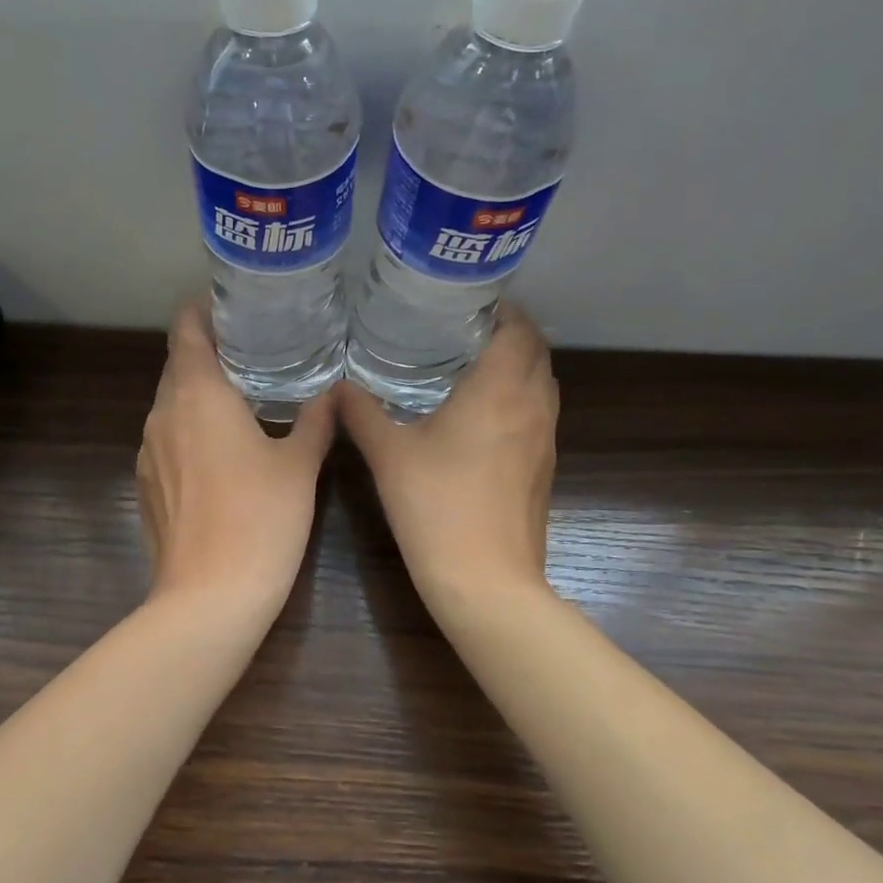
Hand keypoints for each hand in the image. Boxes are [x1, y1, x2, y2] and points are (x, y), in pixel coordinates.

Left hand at [136, 301, 336, 615]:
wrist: (209, 597)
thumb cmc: (261, 519)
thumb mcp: (299, 465)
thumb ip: (316, 420)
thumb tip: (334, 390)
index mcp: (197, 395)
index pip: (186, 329)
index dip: (203, 309)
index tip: (233, 304)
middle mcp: (162, 413)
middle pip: (177, 364)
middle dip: (209, 350)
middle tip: (254, 348)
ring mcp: (148, 451)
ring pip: (170, 402)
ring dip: (199, 391)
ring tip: (242, 393)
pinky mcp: (146, 484)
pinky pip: (167, 436)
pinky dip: (190, 427)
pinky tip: (221, 447)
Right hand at [338, 303, 558, 605]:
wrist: (486, 580)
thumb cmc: (436, 506)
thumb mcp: (389, 454)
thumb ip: (361, 413)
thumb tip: (337, 386)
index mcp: (500, 389)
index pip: (519, 329)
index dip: (503, 309)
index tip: (472, 303)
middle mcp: (532, 406)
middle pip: (537, 352)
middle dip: (512, 333)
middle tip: (467, 329)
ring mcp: (545, 439)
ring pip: (543, 384)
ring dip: (520, 366)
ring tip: (476, 365)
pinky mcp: (545, 468)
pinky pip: (539, 414)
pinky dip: (521, 398)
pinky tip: (485, 416)